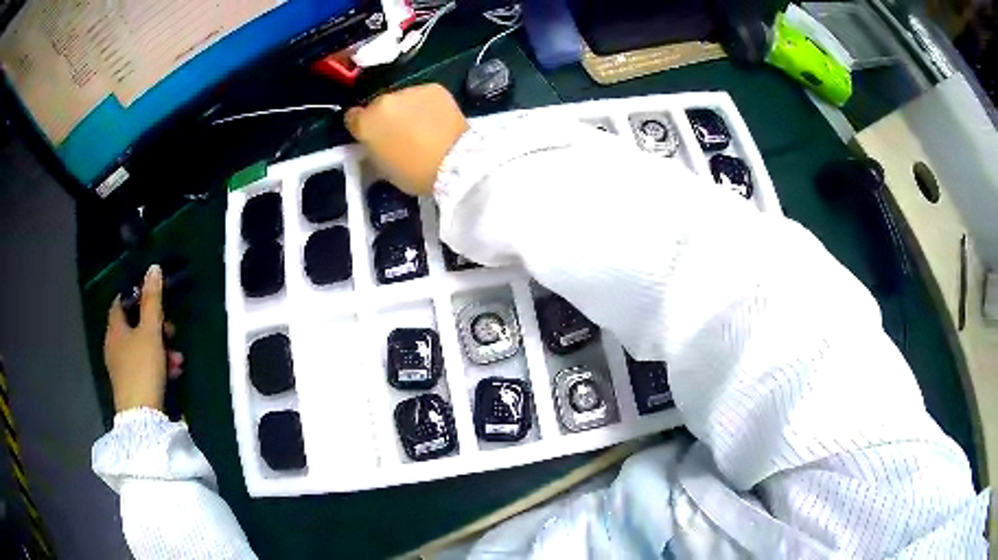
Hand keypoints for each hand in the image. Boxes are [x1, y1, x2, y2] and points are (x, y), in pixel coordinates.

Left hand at [104, 265, 183, 412]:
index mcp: (115, 328)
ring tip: (177, 359)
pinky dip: (156, 365)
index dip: (136, 296)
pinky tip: (172, 373)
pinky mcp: (129, 383)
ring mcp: (120, 366)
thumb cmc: (142, 368)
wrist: (141, 416)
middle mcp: (114, 345)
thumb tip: (153, 268)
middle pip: (134, 326)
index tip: (154, 299)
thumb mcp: (150, 331)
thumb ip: (152, 301)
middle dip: (156, 327)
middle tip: (171, 332)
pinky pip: (143, 365)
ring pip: (141, 347)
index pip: (120, 301)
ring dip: (160, 349)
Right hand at [345, 84, 468, 195]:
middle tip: (400, 131)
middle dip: (386, 116)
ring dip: (407, 108)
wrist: (455, 163)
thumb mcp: (381, 167)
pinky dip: (426, 104)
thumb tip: (374, 140)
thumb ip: (373, 147)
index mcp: (366, 123)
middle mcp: (383, 101)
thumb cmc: (414, 173)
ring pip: (402, 98)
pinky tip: (436, 118)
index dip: (361, 126)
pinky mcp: (433, 88)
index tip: (371, 134)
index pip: (352, 116)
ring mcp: (409, 91)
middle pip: (378, 105)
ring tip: (421, 125)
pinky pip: (423, 95)